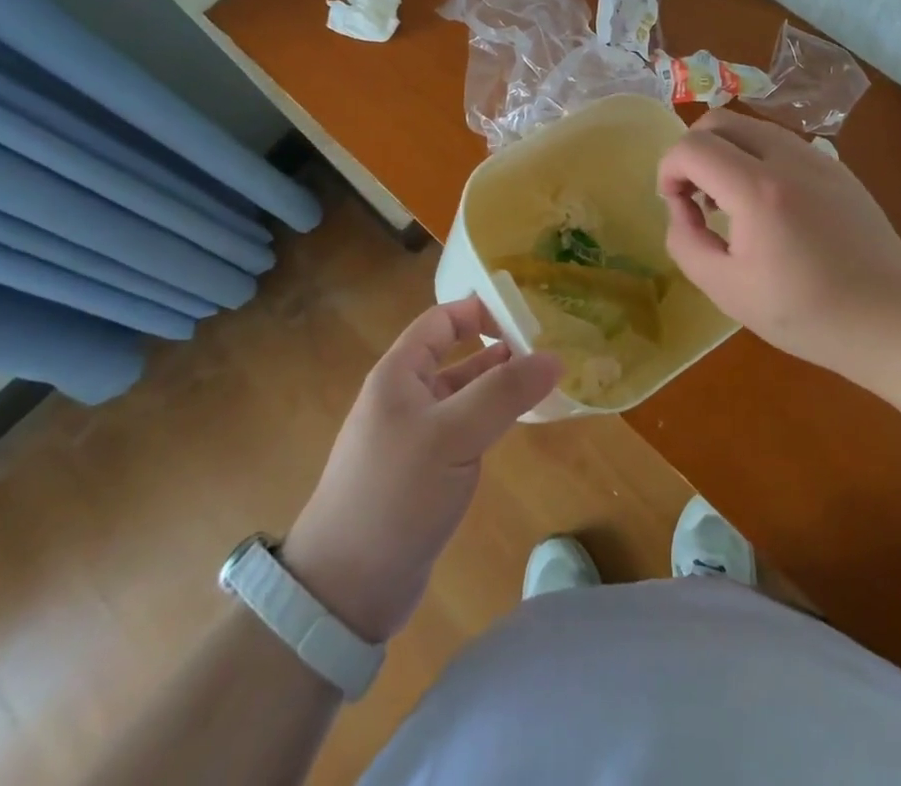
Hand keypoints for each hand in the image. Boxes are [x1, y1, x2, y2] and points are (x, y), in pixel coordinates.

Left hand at [283, 300, 560, 642]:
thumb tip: (555, 357)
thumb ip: (504, 393)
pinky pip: (462, 430)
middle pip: (455, 355)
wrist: (345, 590)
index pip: (442, 320)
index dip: (481, 310)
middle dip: (498, 348)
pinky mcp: (422, 473)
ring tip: (542, 382)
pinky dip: (489, 420)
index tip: (527, 314)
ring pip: (462, 395)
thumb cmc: (395, 494)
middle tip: (547, 348)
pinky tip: (516, 425)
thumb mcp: (453, 436)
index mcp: (398, 374)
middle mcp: (403, 397)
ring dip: (497, 386)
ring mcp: (412, 436)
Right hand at [657, 110, 900, 375]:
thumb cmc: (808, 313)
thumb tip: (680, 210)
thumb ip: (686, 243)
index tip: (675, 206)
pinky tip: (767, 206)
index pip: (692, 147)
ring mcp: (817, 158)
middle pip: (719, 120)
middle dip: (692, 151)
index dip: (668, 170)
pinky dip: (755, 158)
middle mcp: (787, 158)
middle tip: (696, 197)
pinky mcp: (836, 167)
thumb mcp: (728, 291)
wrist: (894, 317)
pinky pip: (780, 143)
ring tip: (729, 203)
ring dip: (724, 152)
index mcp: (757, 190)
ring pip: (750, 126)